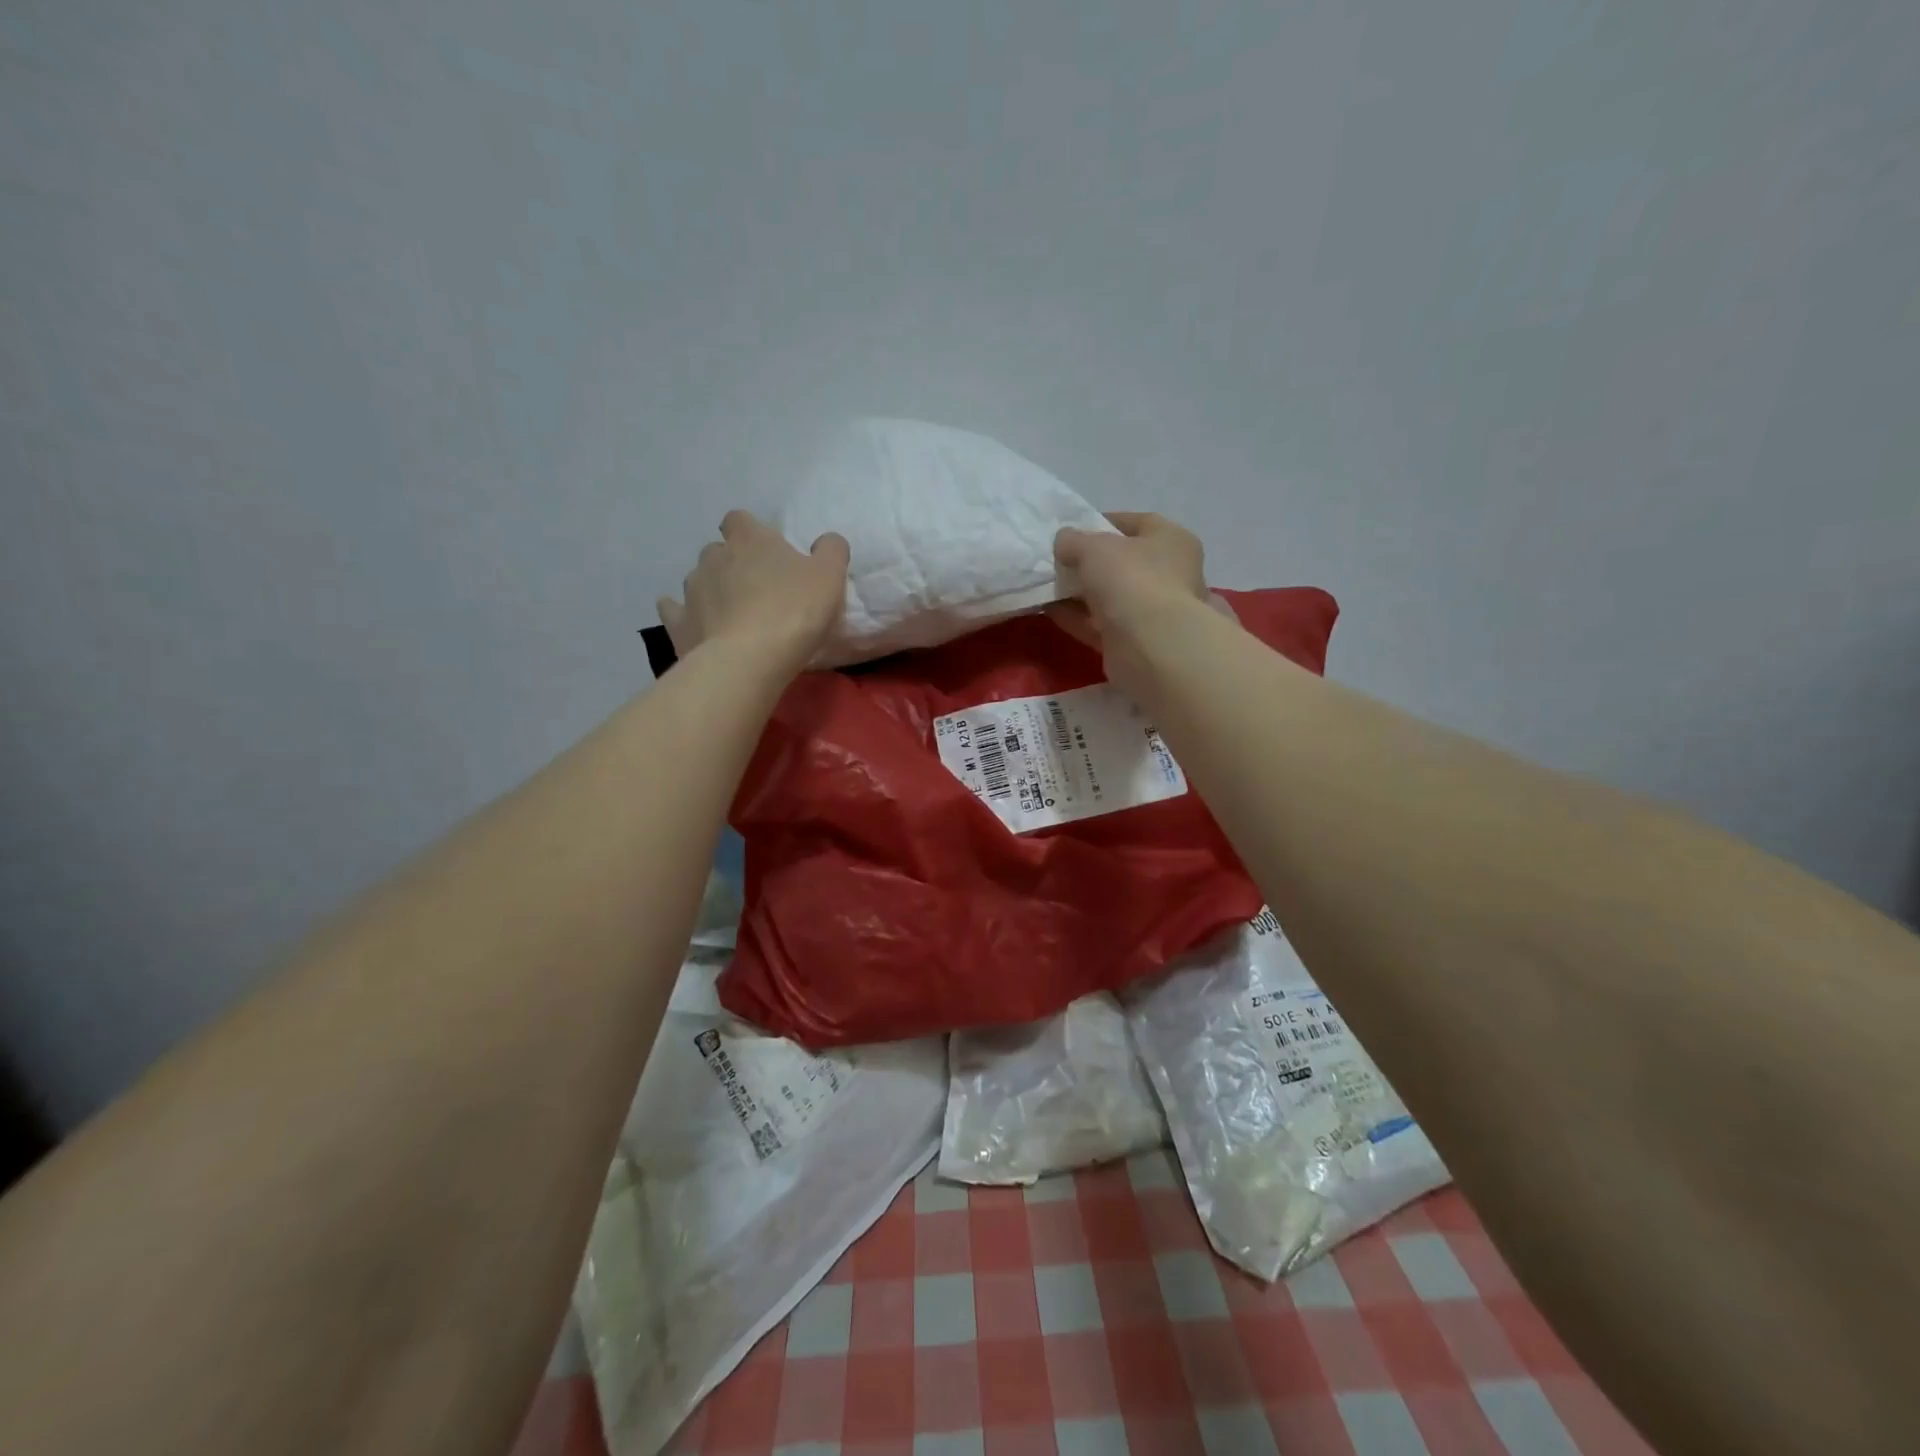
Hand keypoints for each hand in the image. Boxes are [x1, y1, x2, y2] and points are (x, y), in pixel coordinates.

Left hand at [658, 511, 848, 671]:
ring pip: (698, 580)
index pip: (740, 520)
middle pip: (718, 551)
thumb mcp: (830, 576)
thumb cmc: (794, 611)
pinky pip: (674, 611)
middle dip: (732, 564)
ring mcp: (691, 589)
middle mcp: (713, 556)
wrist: (749, 660)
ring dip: (713, 591)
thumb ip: (831, 551)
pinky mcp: (678, 623)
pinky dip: (685, 615)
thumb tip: (826, 541)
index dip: (751, 532)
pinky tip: (698, 626)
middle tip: (756, 589)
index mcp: (750, 539)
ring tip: (733, 615)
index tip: (766, 552)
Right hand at [1049, 511, 1211, 650]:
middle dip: (1088, 563)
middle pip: (1122, 563)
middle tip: (1057, 562)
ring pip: (1110, 596)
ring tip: (1047, 586)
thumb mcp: (1094, 547)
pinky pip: (1100, 624)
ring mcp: (1153, 611)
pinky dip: (1077, 618)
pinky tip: (1049, 611)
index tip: (1072, 531)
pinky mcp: (1135, 642)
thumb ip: (1074, 540)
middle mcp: (1169, 574)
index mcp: (1171, 540)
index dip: (1102, 523)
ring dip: (1080, 593)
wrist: (1150, 645)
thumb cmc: (1130, 579)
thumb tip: (1064, 542)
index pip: (1135, 523)